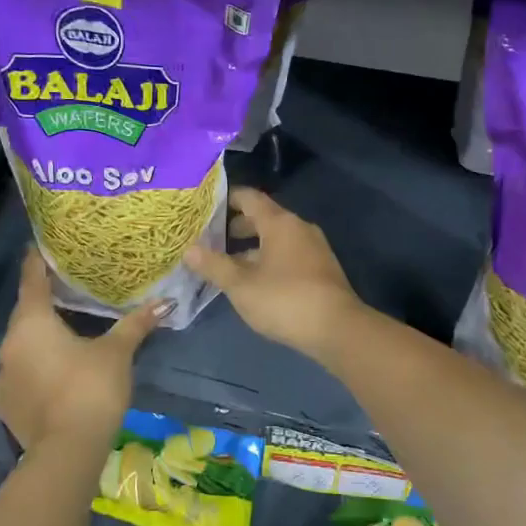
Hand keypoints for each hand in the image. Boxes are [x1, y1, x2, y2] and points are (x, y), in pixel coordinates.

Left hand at [0, 248, 164, 452]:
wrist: (68, 449)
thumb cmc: (91, 388)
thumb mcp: (117, 352)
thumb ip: (135, 324)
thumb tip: (166, 302)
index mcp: (33, 322)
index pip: (32, 280)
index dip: (37, 262)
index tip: (41, 246)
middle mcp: (9, 343)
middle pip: (24, 313)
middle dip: (41, 301)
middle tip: (63, 289)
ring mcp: (2, 376)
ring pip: (18, 345)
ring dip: (35, 338)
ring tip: (58, 333)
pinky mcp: (3, 404)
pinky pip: (14, 376)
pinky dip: (27, 371)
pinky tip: (41, 376)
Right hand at [184, 188, 360, 357]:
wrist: (337, 328)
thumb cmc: (285, 300)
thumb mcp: (241, 285)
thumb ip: (214, 265)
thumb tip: (188, 249)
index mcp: (279, 222)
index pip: (249, 197)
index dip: (226, 199)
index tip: (204, 207)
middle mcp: (299, 227)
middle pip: (263, 218)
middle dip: (236, 227)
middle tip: (210, 240)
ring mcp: (314, 248)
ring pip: (276, 239)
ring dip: (252, 248)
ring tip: (227, 264)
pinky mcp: (321, 269)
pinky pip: (289, 254)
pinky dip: (269, 259)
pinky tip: (255, 281)